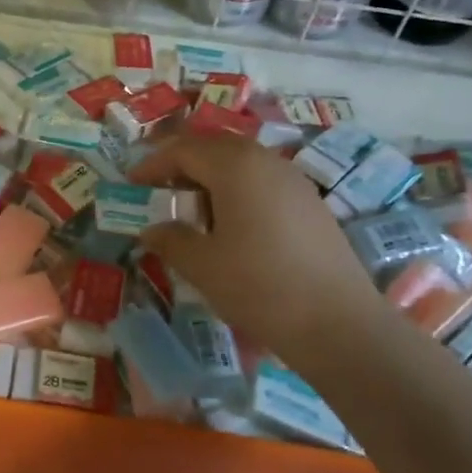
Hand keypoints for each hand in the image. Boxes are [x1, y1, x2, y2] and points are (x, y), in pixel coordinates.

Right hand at [131, 134, 389, 357]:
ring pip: (242, 163)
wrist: (339, 324)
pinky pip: (264, 182)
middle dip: (182, 164)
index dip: (153, 164)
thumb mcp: (202, 265)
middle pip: (215, 148)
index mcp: (235, 166)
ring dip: (211, 177)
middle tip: (160, 191)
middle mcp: (266, 161)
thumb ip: (170, 238)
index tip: (132, 184)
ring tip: (193, 210)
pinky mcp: (311, 204)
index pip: (183, 149)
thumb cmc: (260, 286)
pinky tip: (232, 226)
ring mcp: (294, 181)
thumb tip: (151, 228)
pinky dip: (238, 191)